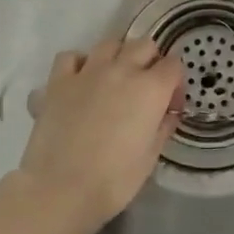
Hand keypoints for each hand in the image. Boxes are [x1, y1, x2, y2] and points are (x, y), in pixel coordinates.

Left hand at [15, 37, 183, 233]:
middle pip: (144, 45)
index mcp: (151, 89)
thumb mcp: (151, 157)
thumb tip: (168, 113)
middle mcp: (121, 70)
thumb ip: (163, 127)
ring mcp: (87, 72)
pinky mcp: (58, 82)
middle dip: (150, 61)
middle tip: (145, 88)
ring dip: (117, 56)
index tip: (169, 104)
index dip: (175, 83)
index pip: (173, 65)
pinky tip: (79, 82)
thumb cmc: (114, 180)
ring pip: (109, 44)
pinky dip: (78, 64)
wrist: (60, 190)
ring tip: (114, 79)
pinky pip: (70, 57)